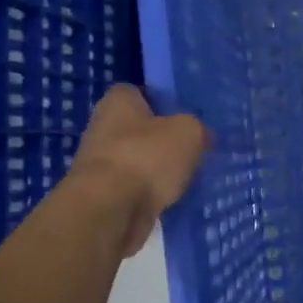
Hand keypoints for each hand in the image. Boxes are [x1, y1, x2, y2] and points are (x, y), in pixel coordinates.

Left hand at [69, 85, 210, 257]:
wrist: (110, 210)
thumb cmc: (147, 157)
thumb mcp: (188, 132)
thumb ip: (197, 128)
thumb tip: (202, 136)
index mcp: (117, 102)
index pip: (140, 92)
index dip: (163, 102)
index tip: (185, 117)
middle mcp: (102, 128)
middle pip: (140, 129)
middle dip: (163, 140)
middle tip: (193, 149)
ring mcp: (100, 164)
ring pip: (139, 161)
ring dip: (159, 170)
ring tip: (188, 178)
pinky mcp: (104, 195)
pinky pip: (135, 189)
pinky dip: (152, 195)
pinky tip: (173, 201)